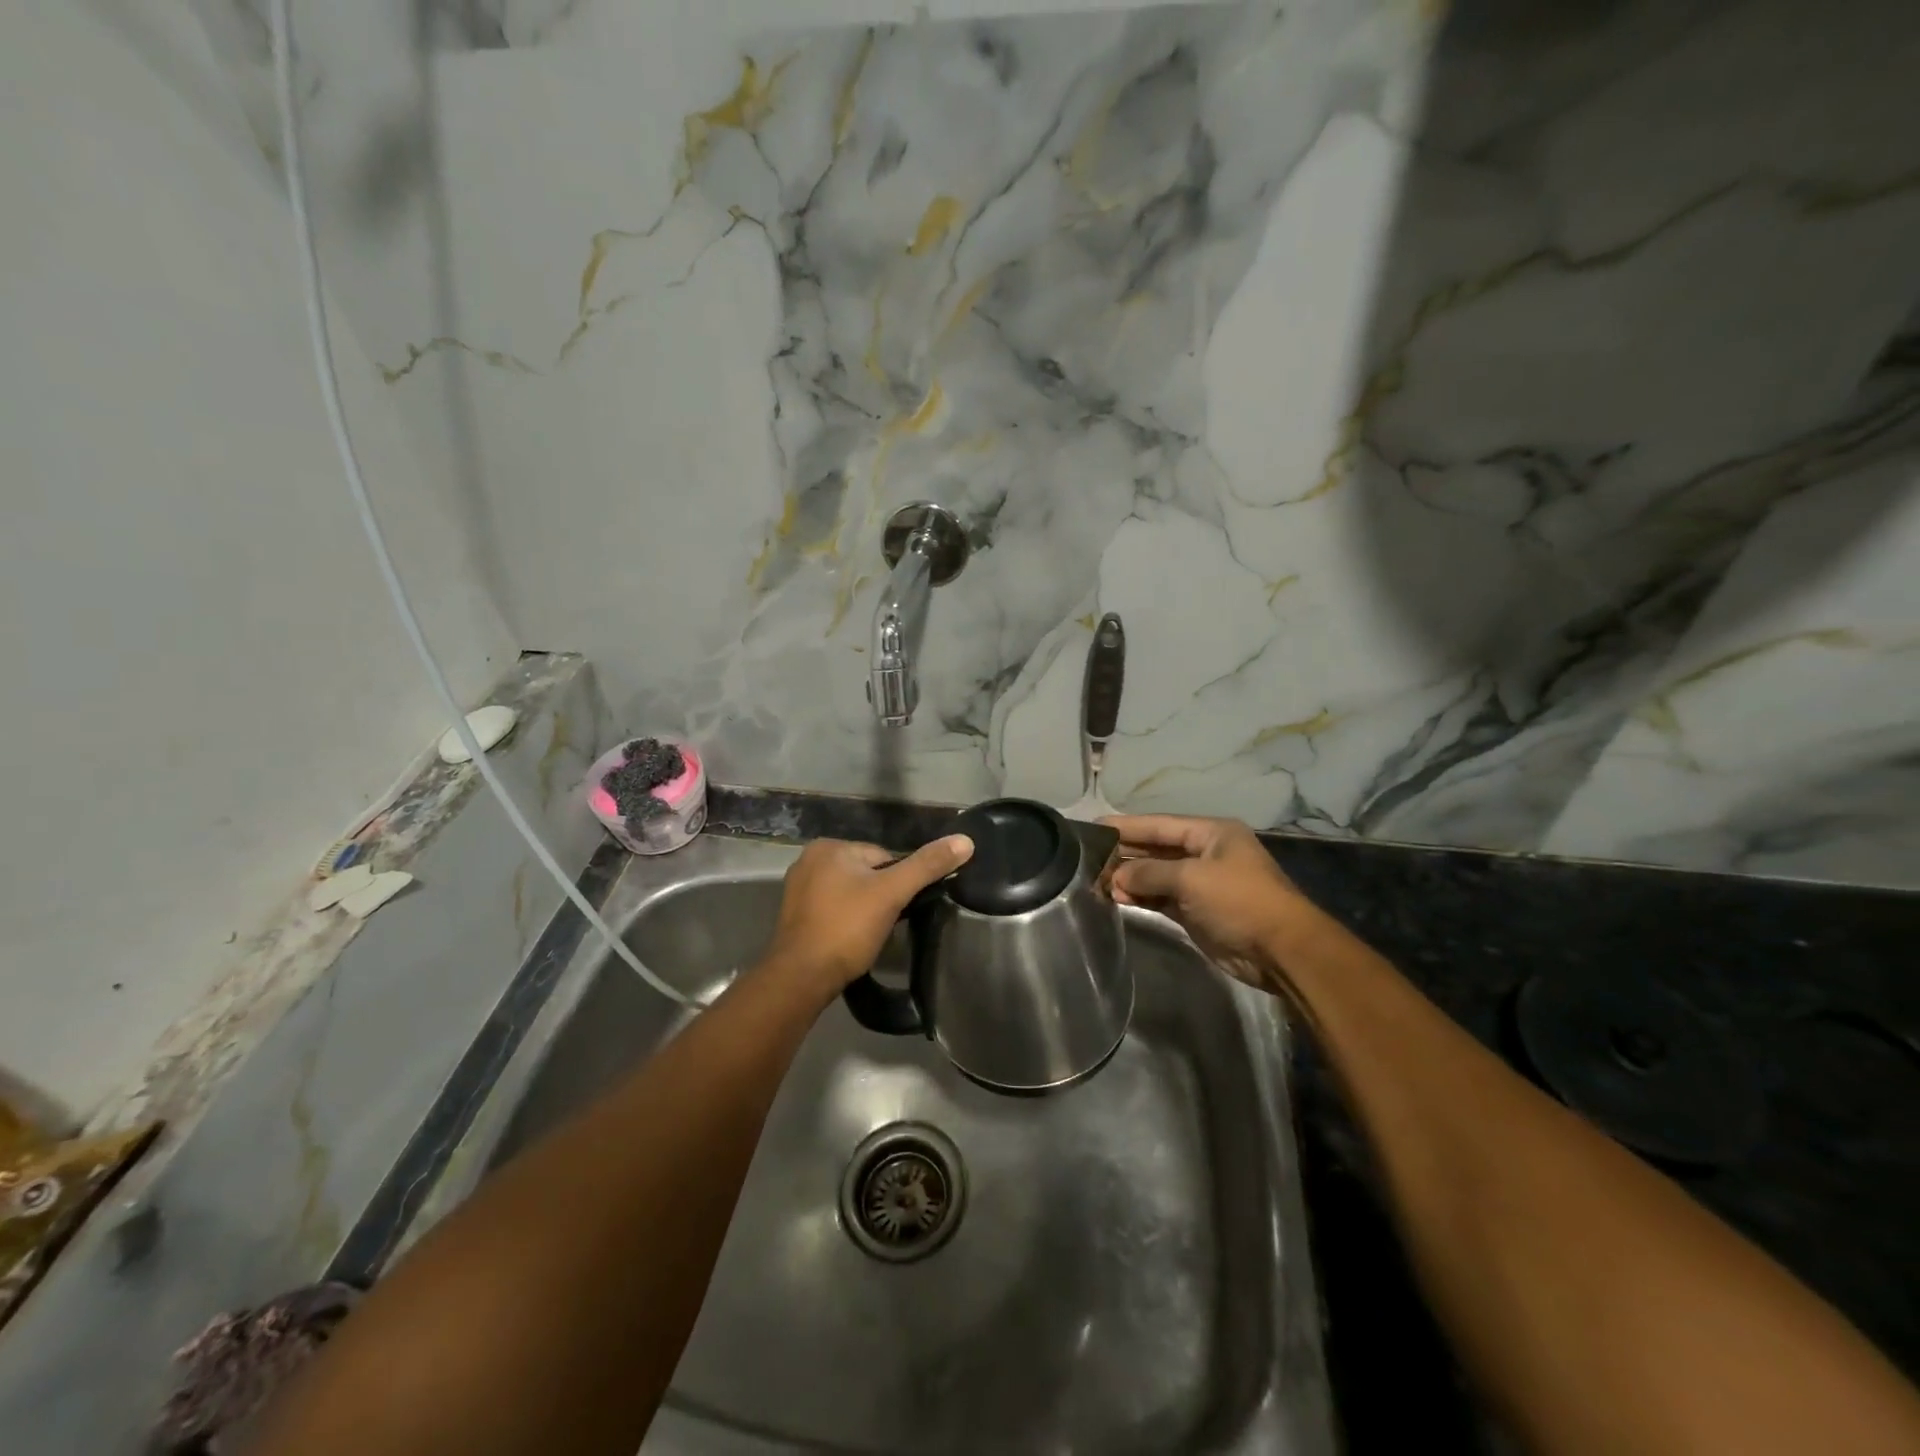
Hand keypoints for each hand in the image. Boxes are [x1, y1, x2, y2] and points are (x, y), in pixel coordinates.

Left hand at [762, 836, 973, 997]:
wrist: (801, 978)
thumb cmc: (847, 929)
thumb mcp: (892, 893)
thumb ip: (927, 866)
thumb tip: (965, 841)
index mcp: (829, 846)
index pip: (883, 857)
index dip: (897, 884)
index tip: (898, 909)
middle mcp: (809, 860)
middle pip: (866, 874)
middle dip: (879, 897)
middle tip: (883, 926)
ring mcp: (797, 888)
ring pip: (850, 892)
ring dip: (863, 910)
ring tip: (867, 936)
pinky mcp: (794, 915)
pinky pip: (833, 909)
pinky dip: (845, 921)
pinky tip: (849, 941)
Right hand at [1105, 815, 1320, 989]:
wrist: (1281, 951)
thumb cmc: (1239, 901)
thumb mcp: (1192, 879)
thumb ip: (1149, 873)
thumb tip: (1115, 878)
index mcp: (1210, 833)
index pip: (1159, 825)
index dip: (1127, 826)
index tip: (1093, 827)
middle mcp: (1204, 854)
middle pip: (1156, 849)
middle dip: (1125, 854)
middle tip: (1087, 857)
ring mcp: (1200, 884)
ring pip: (1156, 875)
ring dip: (1130, 878)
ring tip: (1096, 880)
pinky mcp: (1196, 911)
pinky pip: (1161, 898)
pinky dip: (1141, 897)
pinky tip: (1117, 897)